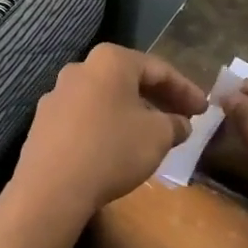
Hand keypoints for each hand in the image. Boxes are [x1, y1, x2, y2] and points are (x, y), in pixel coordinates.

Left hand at [9, 45, 208, 230]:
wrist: (51, 187)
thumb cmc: (112, 150)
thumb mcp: (158, 136)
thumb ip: (174, 124)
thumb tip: (179, 124)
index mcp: (110, 61)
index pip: (158, 69)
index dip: (186, 90)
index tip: (204, 109)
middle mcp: (80, 68)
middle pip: (128, 80)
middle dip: (158, 99)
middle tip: (183, 118)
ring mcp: (56, 94)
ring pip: (105, 98)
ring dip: (131, 112)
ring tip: (152, 133)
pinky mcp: (43, 122)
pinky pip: (84, 117)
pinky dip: (107, 125)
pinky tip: (118, 146)